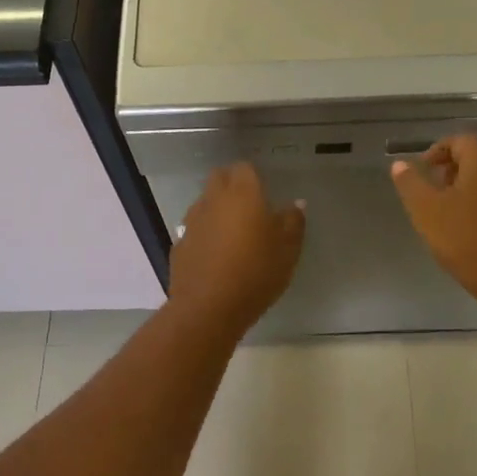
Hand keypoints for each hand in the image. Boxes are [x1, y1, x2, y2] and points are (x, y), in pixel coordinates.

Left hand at [167, 163, 305, 335]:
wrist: (208, 308)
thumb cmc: (255, 272)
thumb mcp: (288, 250)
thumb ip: (293, 222)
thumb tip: (296, 204)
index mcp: (242, 193)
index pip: (244, 167)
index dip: (254, 176)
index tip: (265, 191)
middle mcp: (213, 199)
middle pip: (219, 178)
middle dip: (232, 185)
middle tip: (250, 205)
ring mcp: (192, 221)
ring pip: (205, 202)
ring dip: (217, 209)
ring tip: (233, 232)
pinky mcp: (180, 243)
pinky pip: (195, 229)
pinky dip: (205, 234)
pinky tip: (215, 255)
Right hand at [390, 135, 476, 328]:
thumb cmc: (475, 245)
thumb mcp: (429, 215)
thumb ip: (411, 185)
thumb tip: (400, 163)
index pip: (459, 140)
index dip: (437, 151)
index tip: (423, 173)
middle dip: (454, 175)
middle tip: (436, 200)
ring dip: (475, 195)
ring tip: (458, 223)